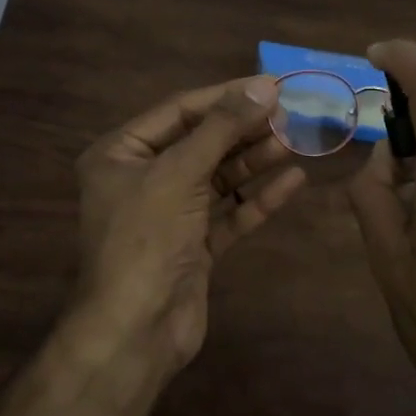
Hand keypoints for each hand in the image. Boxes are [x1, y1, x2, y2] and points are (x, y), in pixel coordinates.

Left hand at [71, 75, 306, 369]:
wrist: (136, 330)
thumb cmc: (146, 238)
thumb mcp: (180, 172)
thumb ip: (223, 128)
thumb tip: (265, 86)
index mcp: (120, 154)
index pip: (179, 111)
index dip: (226, 96)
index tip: (270, 85)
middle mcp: (142, 179)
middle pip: (201, 143)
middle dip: (244, 129)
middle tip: (289, 114)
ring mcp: (169, 215)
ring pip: (218, 178)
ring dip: (254, 161)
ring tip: (294, 142)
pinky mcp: (193, 246)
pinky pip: (229, 213)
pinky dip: (258, 198)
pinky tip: (292, 181)